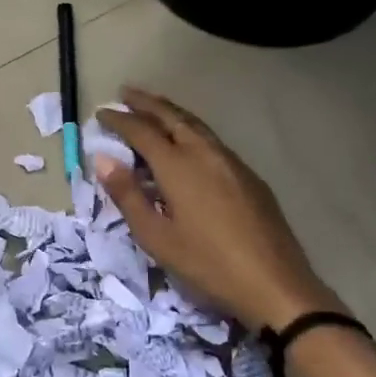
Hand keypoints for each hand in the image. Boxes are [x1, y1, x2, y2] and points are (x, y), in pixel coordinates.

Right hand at [96, 89, 346, 333]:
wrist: (274, 283)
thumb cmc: (207, 264)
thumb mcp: (156, 237)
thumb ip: (128, 195)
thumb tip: (103, 159)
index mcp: (178, 166)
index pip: (141, 131)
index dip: (119, 120)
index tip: (101, 112)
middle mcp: (205, 153)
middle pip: (172, 117)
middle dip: (147, 103)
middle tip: (126, 92)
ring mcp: (232, 162)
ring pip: (196, 125)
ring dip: (171, 113)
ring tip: (153, 109)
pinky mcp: (249, 177)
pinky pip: (212, 141)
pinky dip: (191, 131)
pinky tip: (188, 144)